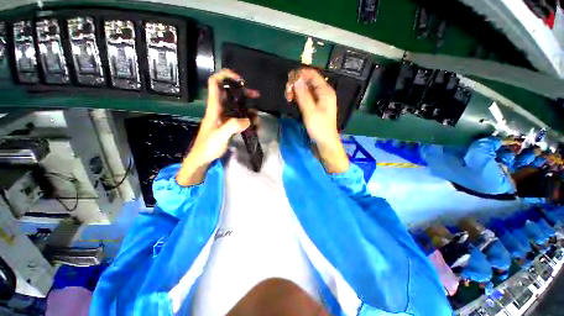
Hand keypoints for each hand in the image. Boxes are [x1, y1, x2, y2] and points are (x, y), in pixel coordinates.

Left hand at [177, 69, 258, 185]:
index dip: (226, 76)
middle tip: (256, 95)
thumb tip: (248, 120)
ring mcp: (225, 118)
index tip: (240, 81)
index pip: (215, 83)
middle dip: (243, 93)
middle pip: (230, 94)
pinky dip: (248, 119)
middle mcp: (219, 109)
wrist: (203, 158)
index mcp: (214, 108)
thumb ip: (233, 126)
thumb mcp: (220, 136)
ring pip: (237, 106)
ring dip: (248, 108)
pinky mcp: (228, 125)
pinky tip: (254, 125)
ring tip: (257, 117)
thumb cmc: (208, 146)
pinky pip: (240, 118)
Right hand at [286, 68, 338, 145]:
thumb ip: (303, 95)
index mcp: (325, 91)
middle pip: (308, 81)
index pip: (312, 75)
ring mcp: (320, 100)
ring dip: (296, 91)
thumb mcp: (310, 111)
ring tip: (288, 98)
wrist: (325, 142)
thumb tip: (296, 80)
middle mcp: (323, 93)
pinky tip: (292, 101)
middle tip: (287, 93)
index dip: (300, 74)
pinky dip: (299, 97)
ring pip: (306, 89)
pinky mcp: (316, 106)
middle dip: (296, 84)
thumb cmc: (319, 127)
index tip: (288, 80)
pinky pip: (306, 97)